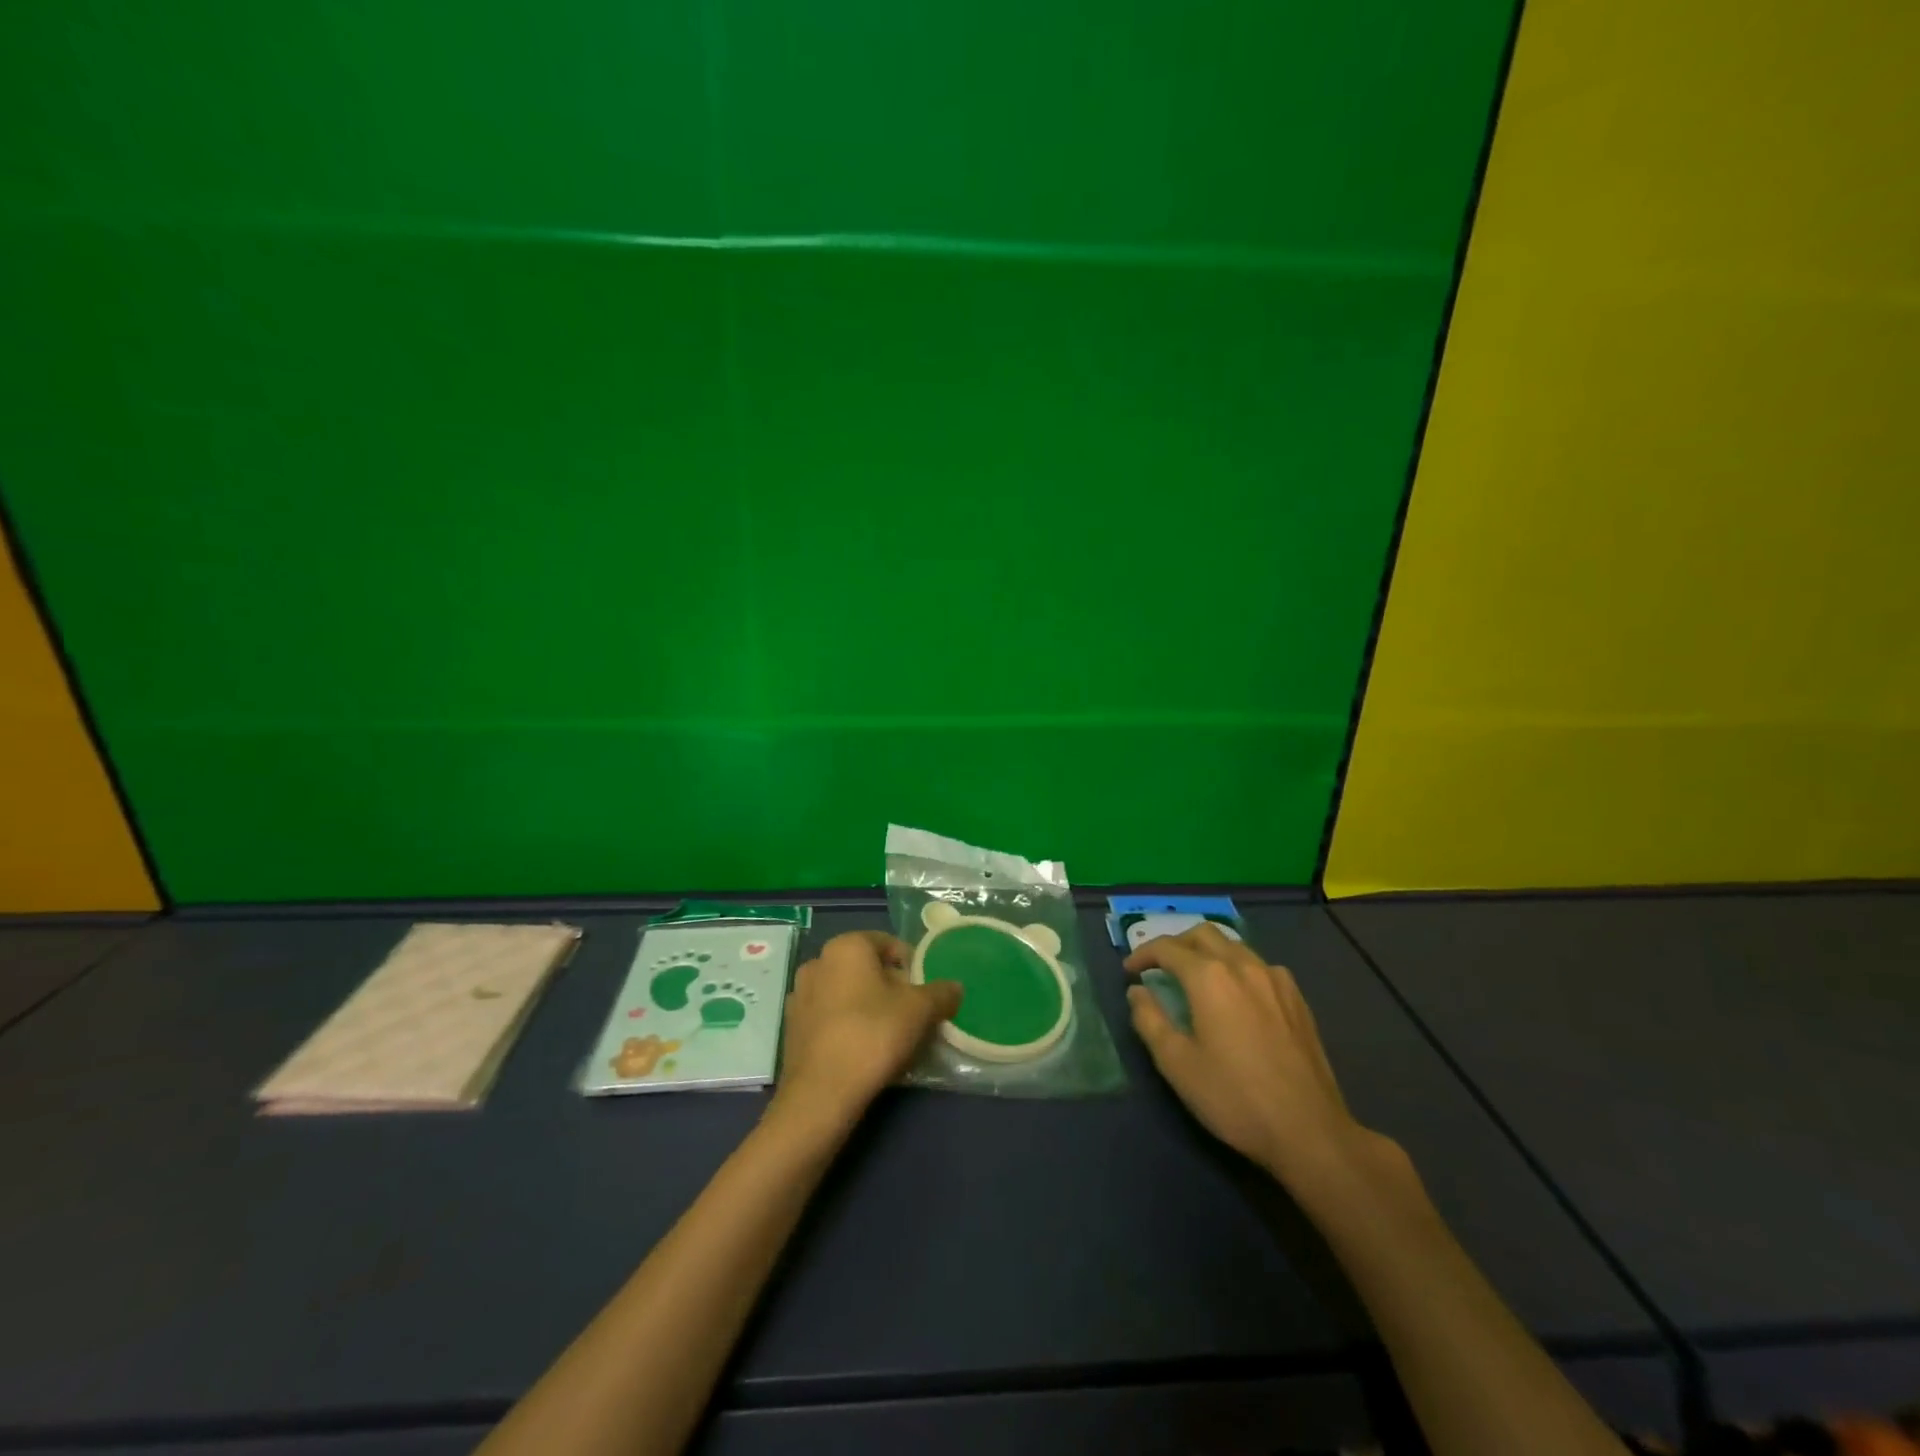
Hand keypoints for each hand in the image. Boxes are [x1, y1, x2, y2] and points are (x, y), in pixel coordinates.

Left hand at [771, 931, 960, 1132]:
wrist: (821, 1094)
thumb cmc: (873, 1035)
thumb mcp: (921, 1011)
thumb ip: (941, 993)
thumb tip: (954, 988)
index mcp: (846, 946)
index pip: (889, 944)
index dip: (912, 966)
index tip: (925, 993)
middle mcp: (818, 961)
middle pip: (866, 968)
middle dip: (890, 987)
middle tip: (911, 1015)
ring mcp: (800, 995)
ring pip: (846, 992)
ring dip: (867, 1006)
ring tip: (888, 1036)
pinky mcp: (791, 1027)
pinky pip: (829, 1016)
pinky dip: (846, 1024)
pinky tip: (862, 1050)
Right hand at [1125, 924, 1382, 1188]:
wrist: (1309, 1130)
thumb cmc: (1234, 1097)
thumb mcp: (1177, 1064)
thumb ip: (1149, 1020)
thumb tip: (1137, 991)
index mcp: (1209, 977)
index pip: (1168, 948)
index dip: (1143, 954)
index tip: (1129, 970)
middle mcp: (1243, 965)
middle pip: (1202, 934)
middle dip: (1175, 943)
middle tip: (1159, 966)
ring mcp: (1275, 979)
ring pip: (1234, 945)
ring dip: (1207, 951)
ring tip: (1194, 976)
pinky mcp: (1297, 998)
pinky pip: (1259, 965)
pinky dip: (1236, 966)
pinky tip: (1236, 994)